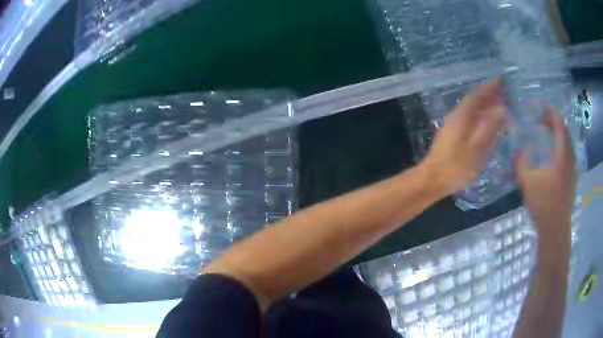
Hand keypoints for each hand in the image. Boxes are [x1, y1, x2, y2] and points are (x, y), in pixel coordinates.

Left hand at [423, 82, 506, 194]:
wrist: (431, 180)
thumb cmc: (456, 166)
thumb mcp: (477, 148)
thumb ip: (490, 127)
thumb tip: (502, 108)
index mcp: (462, 115)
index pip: (477, 94)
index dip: (489, 87)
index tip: (501, 81)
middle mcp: (456, 116)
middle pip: (474, 100)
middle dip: (489, 95)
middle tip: (504, 93)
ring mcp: (453, 125)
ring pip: (472, 110)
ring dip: (485, 105)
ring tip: (500, 105)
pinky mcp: (453, 135)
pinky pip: (470, 119)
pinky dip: (481, 117)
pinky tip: (487, 123)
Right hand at [516, 106, 576, 241]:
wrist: (555, 229)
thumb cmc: (543, 204)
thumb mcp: (528, 182)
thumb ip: (522, 163)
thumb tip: (519, 150)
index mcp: (562, 155)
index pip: (559, 125)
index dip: (550, 112)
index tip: (540, 105)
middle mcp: (570, 158)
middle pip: (565, 131)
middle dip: (553, 121)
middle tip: (541, 118)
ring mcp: (572, 169)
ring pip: (567, 143)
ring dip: (557, 134)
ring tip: (546, 132)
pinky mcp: (572, 178)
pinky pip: (567, 153)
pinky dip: (560, 146)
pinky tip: (552, 153)